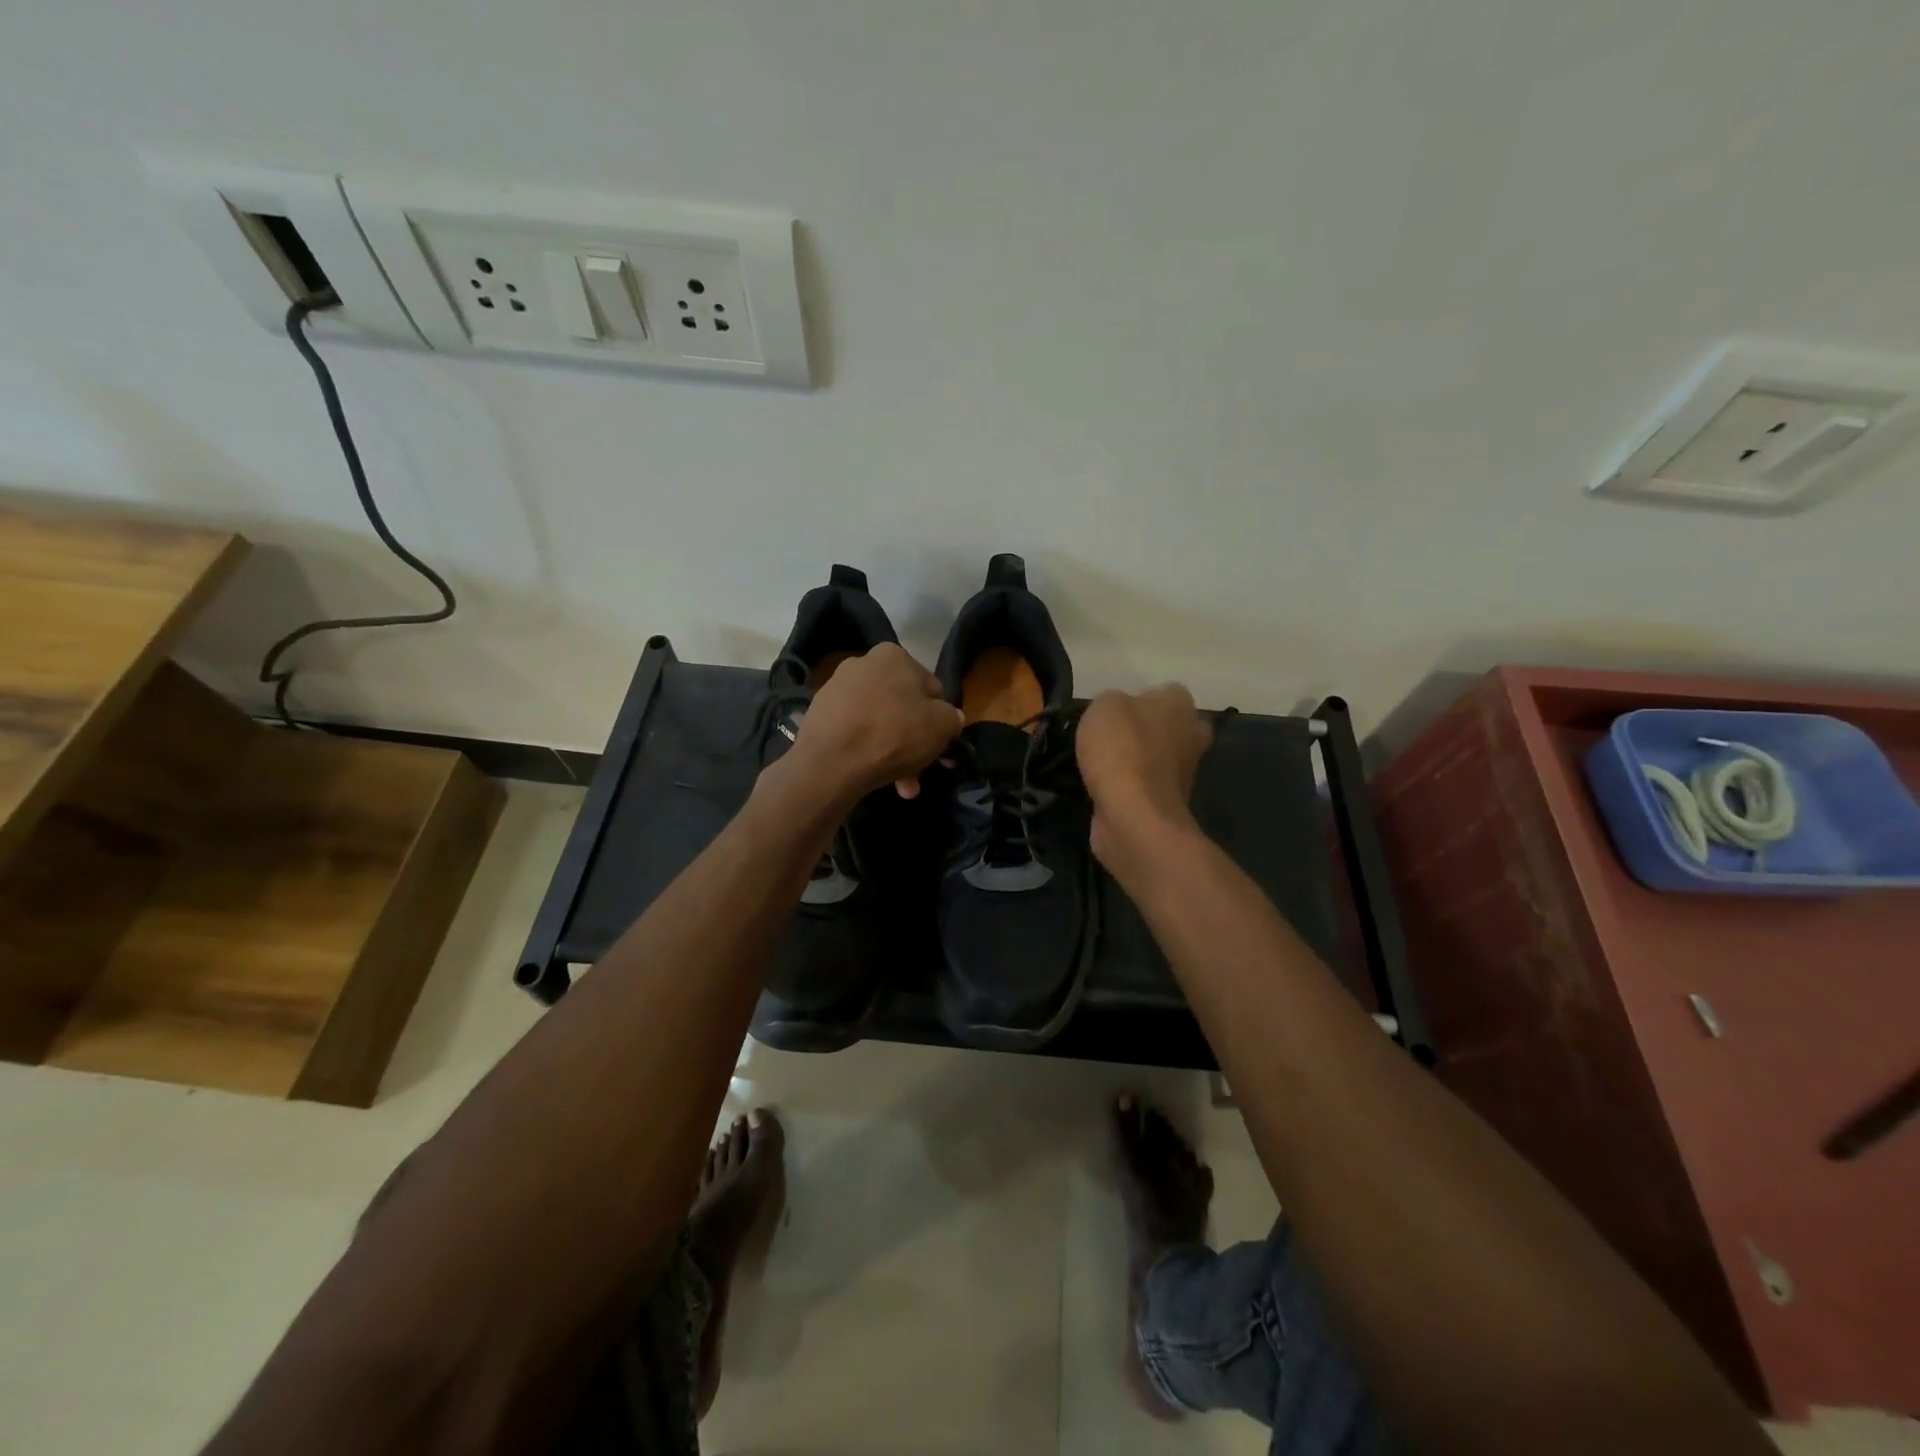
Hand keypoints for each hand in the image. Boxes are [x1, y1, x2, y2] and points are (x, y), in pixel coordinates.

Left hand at [785, 643, 963, 802]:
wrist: (830, 762)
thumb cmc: (894, 734)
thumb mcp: (943, 726)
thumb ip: (953, 718)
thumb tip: (950, 718)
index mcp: (894, 655)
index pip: (931, 688)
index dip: (940, 719)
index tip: (939, 746)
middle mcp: (862, 663)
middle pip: (901, 707)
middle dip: (913, 742)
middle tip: (919, 772)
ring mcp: (836, 688)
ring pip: (878, 723)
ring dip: (893, 752)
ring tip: (900, 785)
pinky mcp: (818, 714)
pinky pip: (854, 732)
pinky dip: (866, 752)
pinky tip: (873, 776)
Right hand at [1076, 685, 1211, 865]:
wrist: (1133, 814)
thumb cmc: (1121, 749)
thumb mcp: (1104, 706)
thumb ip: (1113, 701)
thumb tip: (1119, 711)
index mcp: (1180, 704)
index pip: (1167, 691)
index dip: (1142, 697)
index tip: (1116, 710)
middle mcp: (1192, 734)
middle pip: (1171, 725)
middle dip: (1148, 730)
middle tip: (1113, 736)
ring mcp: (1185, 772)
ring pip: (1160, 757)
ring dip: (1139, 761)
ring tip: (1101, 763)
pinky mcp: (1169, 802)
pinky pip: (1148, 785)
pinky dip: (1131, 787)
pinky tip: (1105, 787)